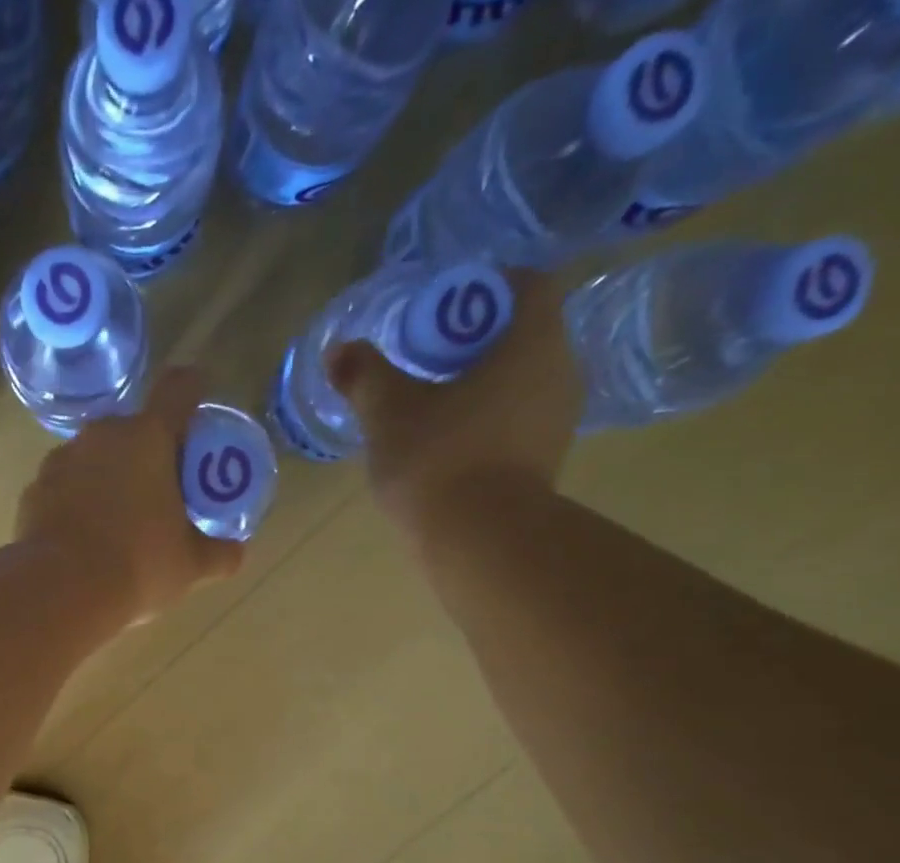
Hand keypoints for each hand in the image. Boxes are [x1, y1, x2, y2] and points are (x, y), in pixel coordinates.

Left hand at [17, 368, 244, 626]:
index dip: (193, 393)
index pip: (179, 389)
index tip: (197, 415)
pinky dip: (76, 502)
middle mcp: (102, 435)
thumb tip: (235, 552)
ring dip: (108, 477)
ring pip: (94, 457)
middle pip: (133, 429)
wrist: (59, 592)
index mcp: (148, 437)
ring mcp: (61, 460)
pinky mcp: (33, 490)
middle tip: (160, 493)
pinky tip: (82, 538)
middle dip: (148, 453)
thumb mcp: (189, 565)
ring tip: (116, 523)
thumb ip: (218, 553)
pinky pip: (64, 486)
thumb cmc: (137, 567)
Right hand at [326, 270, 582, 533]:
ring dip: (480, 385)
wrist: (477, 541)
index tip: (441, 311)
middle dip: (475, 341)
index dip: (483, 288)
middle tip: (426, 359)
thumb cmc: (438, 459)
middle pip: (522, 335)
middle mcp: (560, 372)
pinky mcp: (544, 463)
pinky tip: (447, 445)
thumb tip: (339, 351)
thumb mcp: (388, 413)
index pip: (526, 284)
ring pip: (520, 382)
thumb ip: (365, 375)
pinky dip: (486, 422)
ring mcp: (558, 422)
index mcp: (533, 342)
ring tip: (431, 405)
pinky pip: (516, 423)